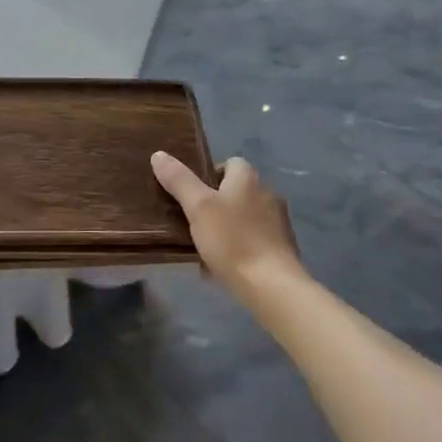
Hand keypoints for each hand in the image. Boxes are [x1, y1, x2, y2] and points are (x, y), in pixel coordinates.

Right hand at [151, 152, 308, 305]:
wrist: (273, 287)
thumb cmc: (233, 240)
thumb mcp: (198, 207)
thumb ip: (179, 180)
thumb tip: (159, 155)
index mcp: (249, 179)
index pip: (230, 163)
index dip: (209, 174)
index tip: (192, 193)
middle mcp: (267, 195)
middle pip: (237, 191)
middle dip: (216, 204)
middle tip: (192, 221)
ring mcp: (278, 224)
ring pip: (244, 218)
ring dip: (226, 228)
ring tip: (204, 247)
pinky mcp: (282, 250)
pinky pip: (253, 242)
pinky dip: (238, 249)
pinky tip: (222, 266)